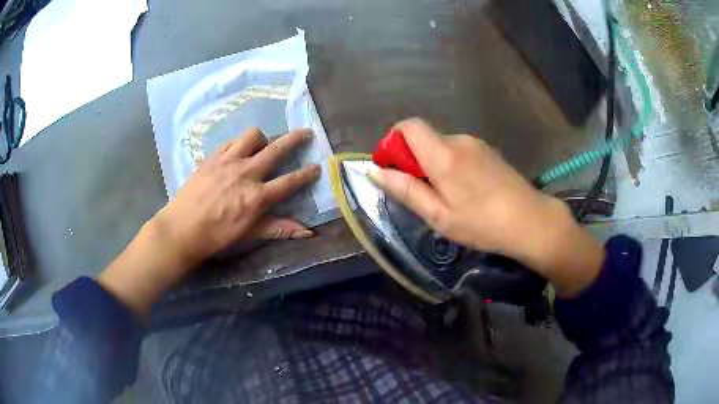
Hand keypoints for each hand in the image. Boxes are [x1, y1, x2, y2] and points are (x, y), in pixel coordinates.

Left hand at [99, 128, 319, 318]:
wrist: (182, 228)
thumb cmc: (217, 235)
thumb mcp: (250, 234)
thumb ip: (280, 228)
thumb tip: (309, 233)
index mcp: (257, 196)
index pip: (290, 181)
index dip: (307, 173)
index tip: (317, 166)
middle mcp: (246, 173)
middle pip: (277, 149)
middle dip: (295, 139)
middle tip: (306, 133)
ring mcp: (228, 162)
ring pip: (252, 136)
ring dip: (262, 138)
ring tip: (262, 145)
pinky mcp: (212, 157)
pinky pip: (230, 142)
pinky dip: (238, 144)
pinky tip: (237, 152)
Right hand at [369, 118, 604, 296]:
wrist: (531, 221)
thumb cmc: (482, 223)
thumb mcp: (439, 216)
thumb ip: (406, 190)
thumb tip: (375, 171)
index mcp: (443, 154)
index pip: (408, 126)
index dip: (393, 142)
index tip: (394, 169)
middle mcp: (459, 140)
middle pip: (424, 138)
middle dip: (414, 161)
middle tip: (423, 196)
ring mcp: (476, 144)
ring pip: (442, 146)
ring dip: (434, 165)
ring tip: (448, 199)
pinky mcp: (489, 151)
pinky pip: (459, 152)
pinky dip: (451, 166)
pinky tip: (467, 192)